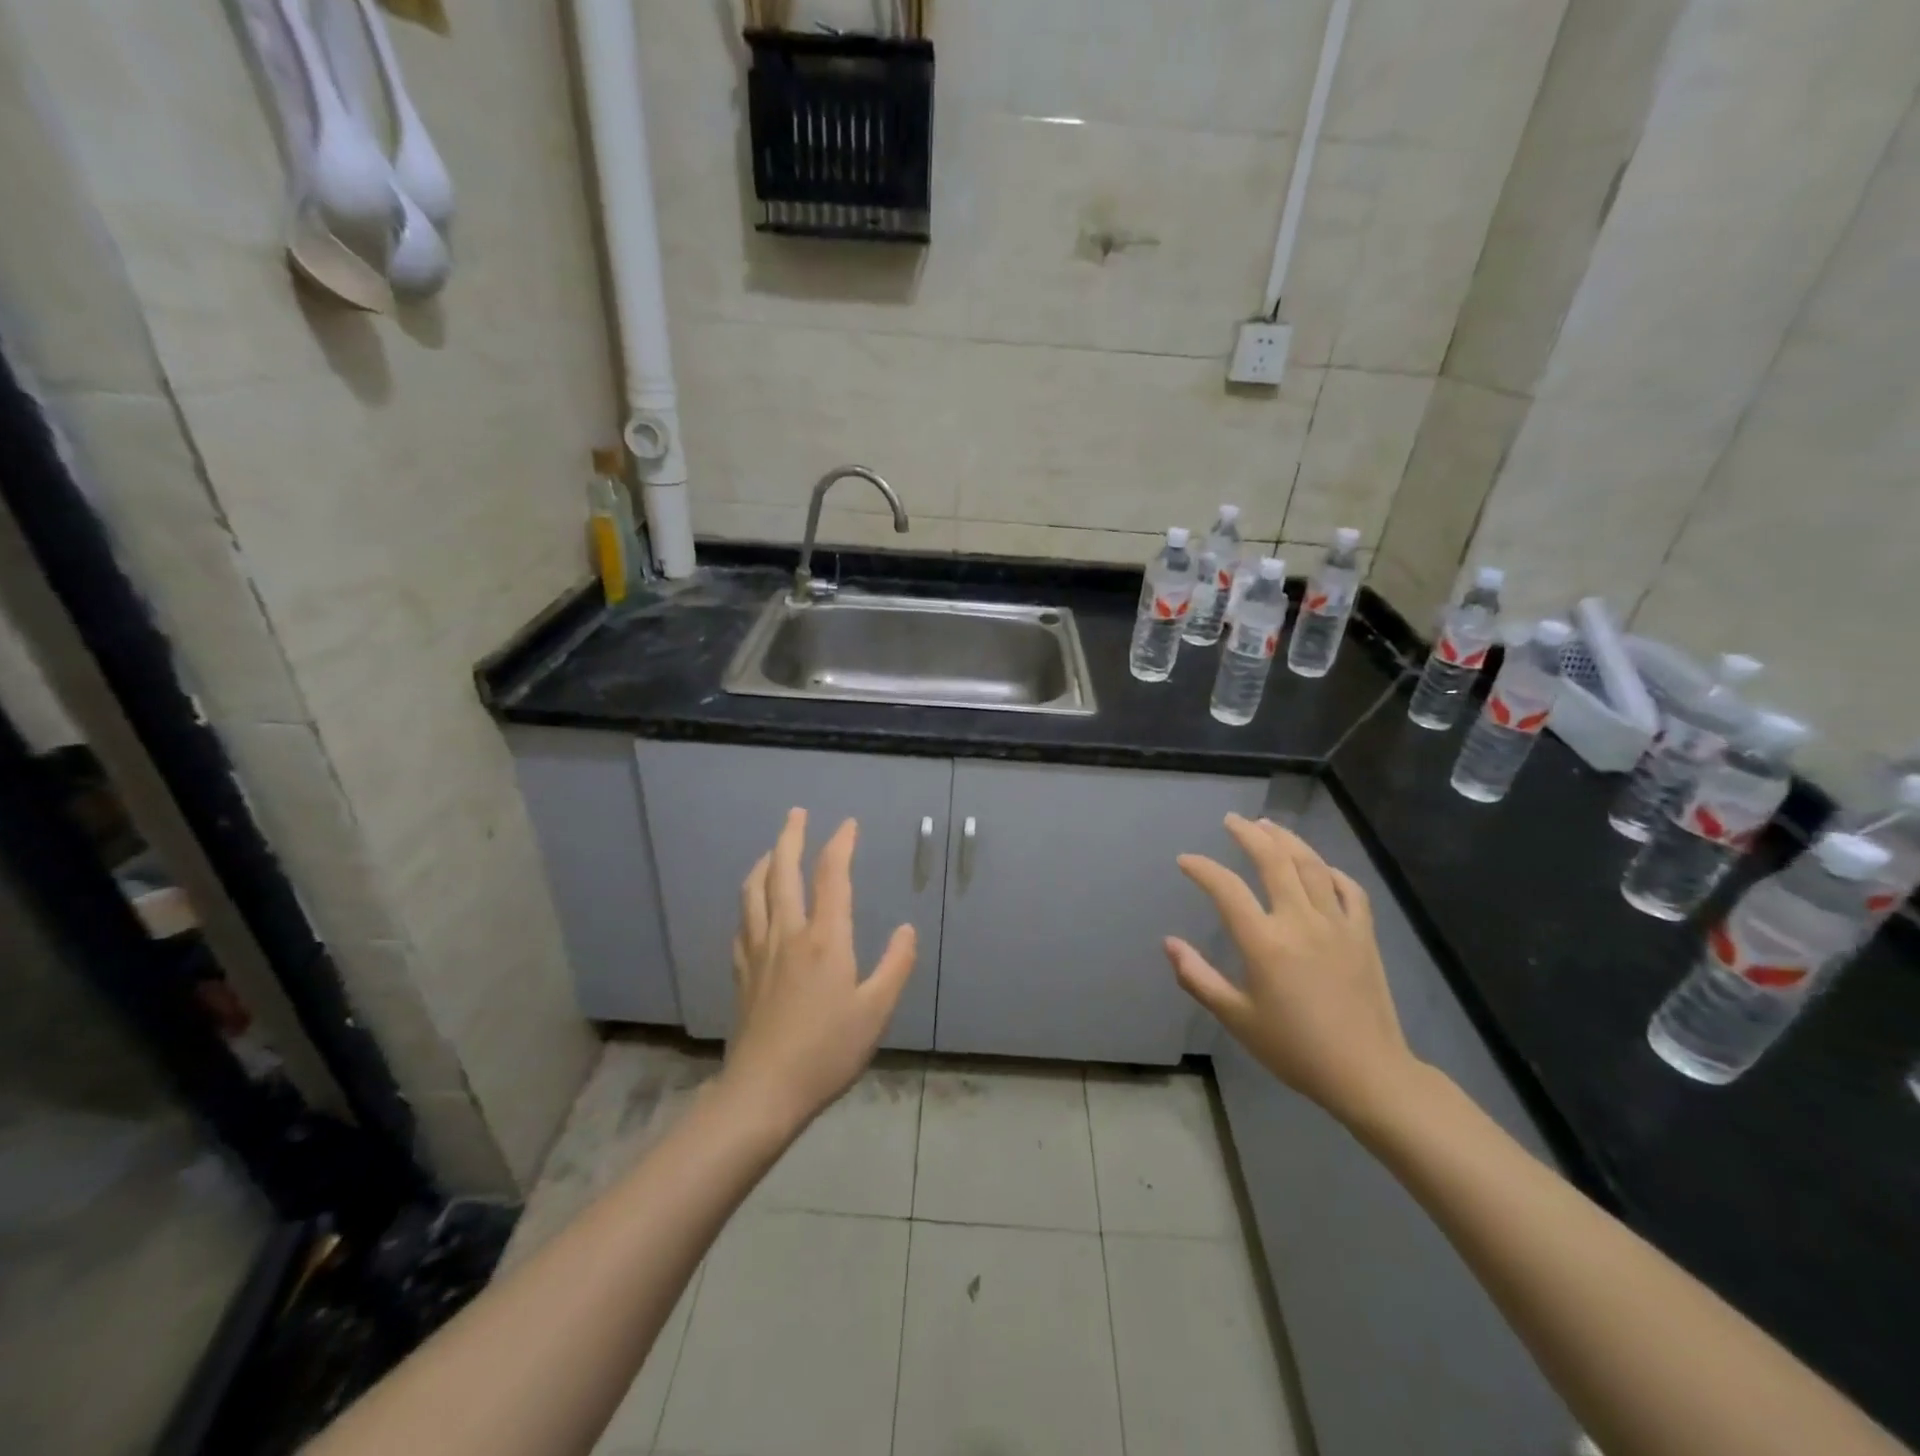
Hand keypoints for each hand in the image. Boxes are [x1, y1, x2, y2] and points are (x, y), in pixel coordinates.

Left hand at [723, 809, 917, 1131]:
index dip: (840, 844)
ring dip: (765, 862)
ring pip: (754, 892)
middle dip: (791, 836)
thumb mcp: (876, 1011)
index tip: (848, 824)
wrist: (763, 1090)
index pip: (831, 876)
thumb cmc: (827, 1050)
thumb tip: (906, 929)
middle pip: (782, 871)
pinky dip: (750, 900)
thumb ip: (895, 965)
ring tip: (773, 850)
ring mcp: (759, 951)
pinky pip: (742, 922)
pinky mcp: (741, 971)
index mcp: (825, 938)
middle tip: (797, 813)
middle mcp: (787, 933)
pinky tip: (754, 906)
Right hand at [1166, 814, 1423, 1126]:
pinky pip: (1350, 889)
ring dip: (1287, 840)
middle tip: (1231, 820)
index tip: (1186, 860)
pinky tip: (1320, 867)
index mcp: (1264, 942)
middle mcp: (1300, 921)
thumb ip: (1198, 978)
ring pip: (1311, 865)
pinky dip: (1332, 871)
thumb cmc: (1294, 1048)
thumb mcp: (1237, 1018)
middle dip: (1249, 834)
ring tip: (1268, 825)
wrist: (1367, 1074)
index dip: (1202, 868)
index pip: (1226, 889)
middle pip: (1273, 861)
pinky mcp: (1364, 935)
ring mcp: (1337, 924)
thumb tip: (1169, 943)